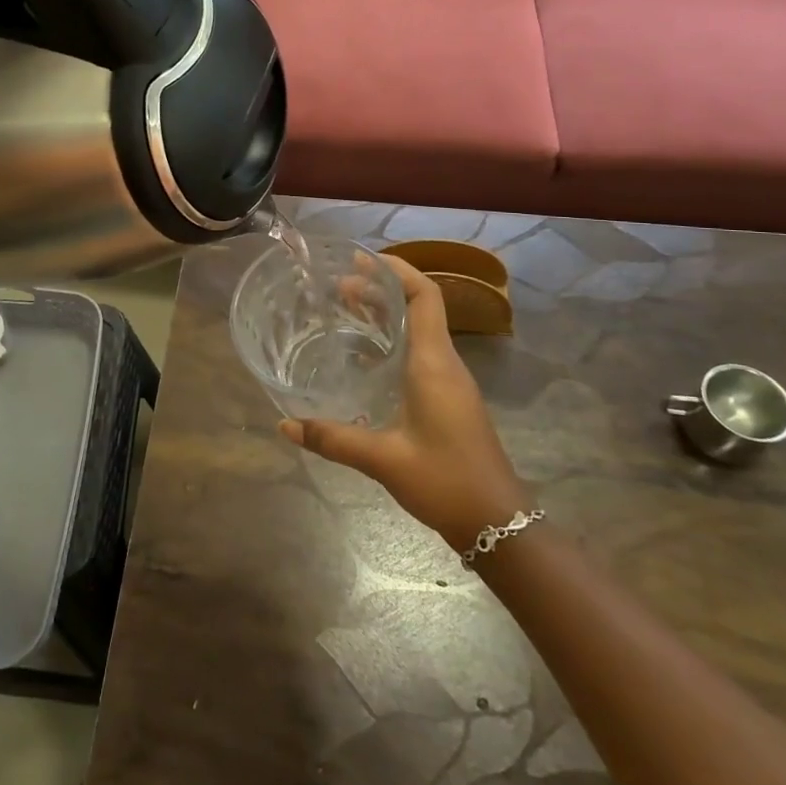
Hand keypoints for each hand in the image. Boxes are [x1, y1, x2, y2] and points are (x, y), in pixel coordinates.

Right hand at [278, 254, 535, 554]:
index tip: (361, 260)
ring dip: (387, 314)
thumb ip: (334, 439)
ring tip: (346, 309)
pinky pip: (420, 352)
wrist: (500, 524)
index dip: (397, 271)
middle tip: (338, 286)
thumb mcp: (384, 460)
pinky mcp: (449, 399)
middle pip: (419, 307)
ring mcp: (450, 382)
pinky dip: (393, 339)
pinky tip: (365, 356)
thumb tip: (285, 425)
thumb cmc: (446, 481)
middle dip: (381, 289)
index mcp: (434, 364)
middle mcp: (445, 364)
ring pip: (420, 330)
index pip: (424, 297)